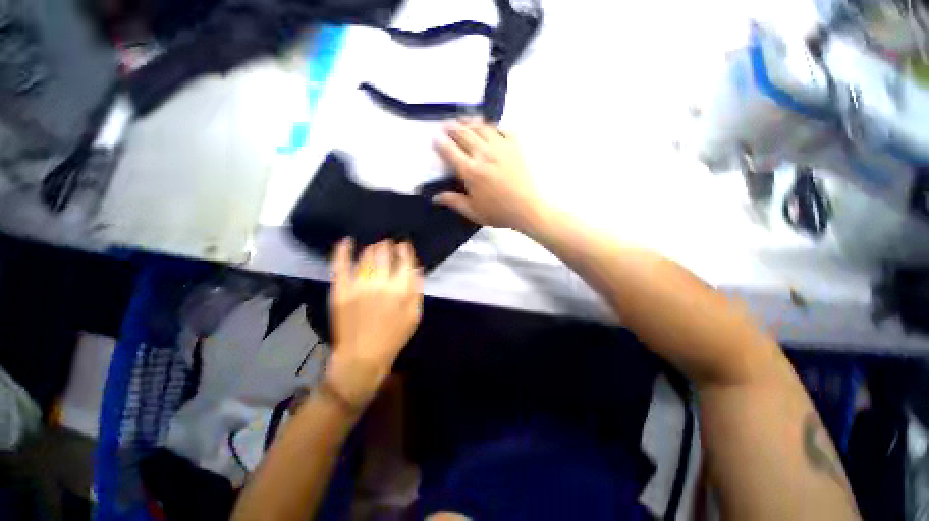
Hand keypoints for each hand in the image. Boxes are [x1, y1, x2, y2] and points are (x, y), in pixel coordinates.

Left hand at [326, 239, 423, 407]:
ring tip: (374, 248)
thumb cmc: (394, 337)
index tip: (403, 245)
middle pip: (384, 253)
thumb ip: (416, 289)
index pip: (404, 260)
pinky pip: (340, 265)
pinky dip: (342, 250)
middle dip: (387, 246)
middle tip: (388, 246)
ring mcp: (358, 285)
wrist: (362, 356)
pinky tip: (346, 241)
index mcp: (401, 290)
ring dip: (372, 248)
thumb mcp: (414, 315)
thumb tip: (415, 266)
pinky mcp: (340, 290)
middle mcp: (380, 283)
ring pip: (365, 256)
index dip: (404, 249)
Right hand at [433, 118, 543, 230]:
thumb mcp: (473, 211)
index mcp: (471, 171)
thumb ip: (453, 202)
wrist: (527, 208)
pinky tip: (492, 130)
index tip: (434, 137)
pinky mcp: (515, 147)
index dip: (440, 143)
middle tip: (446, 124)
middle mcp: (483, 154)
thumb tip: (435, 198)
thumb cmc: (498, 212)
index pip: (450, 151)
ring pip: (482, 128)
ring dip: (470, 122)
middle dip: (452, 127)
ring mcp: (500, 148)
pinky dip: (495, 128)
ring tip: (464, 121)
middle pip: (464, 134)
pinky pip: (503, 130)